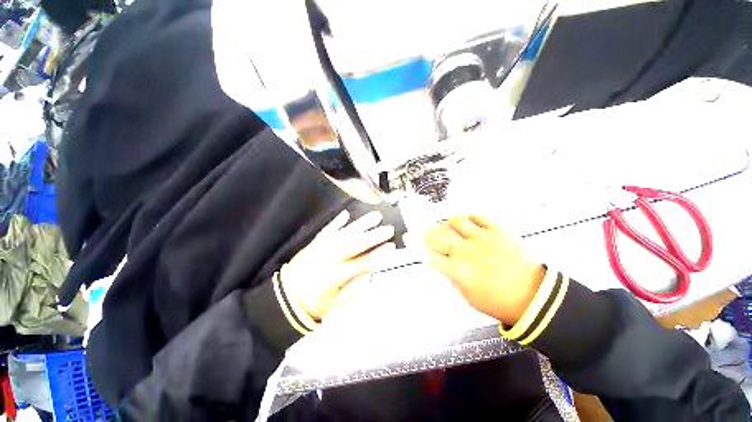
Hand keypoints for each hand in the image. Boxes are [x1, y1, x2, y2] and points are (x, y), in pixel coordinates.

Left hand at [282, 210, 395, 319]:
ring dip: (361, 224)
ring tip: (375, 216)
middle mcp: (331, 258)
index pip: (363, 262)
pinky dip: (337, 221)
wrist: (284, 297)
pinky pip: (327, 230)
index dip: (379, 254)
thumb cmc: (312, 303)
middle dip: (375, 235)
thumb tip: (370, 276)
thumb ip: (353, 290)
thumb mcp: (334, 305)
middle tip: (389, 229)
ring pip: (345, 233)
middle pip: (357, 244)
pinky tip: (346, 214)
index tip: (391, 247)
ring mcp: (322, 248)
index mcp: (337, 275)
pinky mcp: (315, 243)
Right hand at [409, 215, 544, 325]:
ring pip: (457, 221)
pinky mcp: (499, 231)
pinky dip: (471, 217)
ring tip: (450, 226)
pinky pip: (480, 217)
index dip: (416, 246)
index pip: (429, 255)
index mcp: (458, 270)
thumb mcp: (467, 296)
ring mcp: (483, 239)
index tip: (409, 238)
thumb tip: (443, 264)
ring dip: (449, 223)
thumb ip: (451, 277)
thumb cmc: (497, 301)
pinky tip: (469, 221)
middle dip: (428, 230)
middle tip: (425, 229)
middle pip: (439, 234)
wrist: (532, 297)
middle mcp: (467, 251)